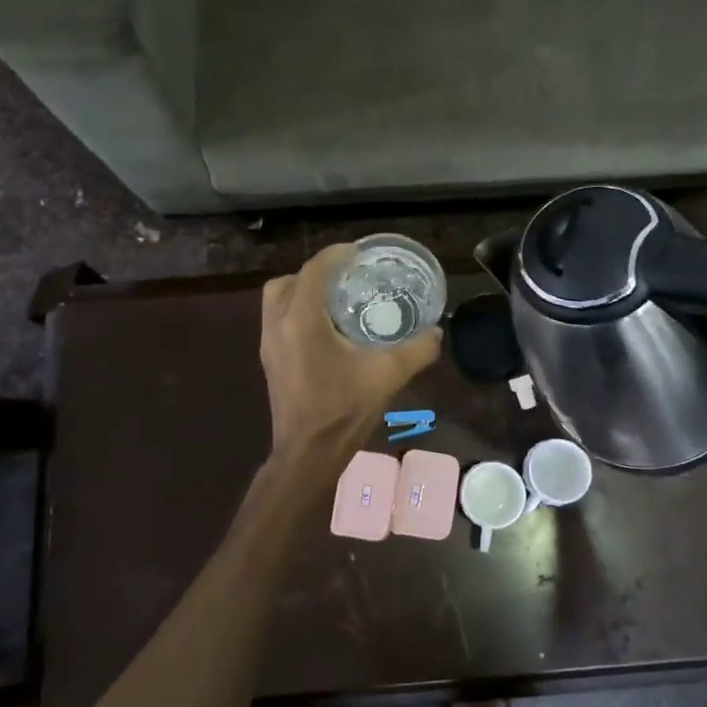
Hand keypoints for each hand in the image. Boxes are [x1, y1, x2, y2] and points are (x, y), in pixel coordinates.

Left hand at [259, 244, 442, 453]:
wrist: (308, 454)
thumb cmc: (343, 410)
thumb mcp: (387, 376)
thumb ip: (417, 349)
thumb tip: (437, 332)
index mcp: (301, 321)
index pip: (313, 271)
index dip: (335, 255)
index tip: (358, 253)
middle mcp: (278, 326)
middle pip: (288, 282)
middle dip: (315, 273)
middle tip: (345, 277)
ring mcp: (269, 345)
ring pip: (277, 301)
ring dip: (302, 292)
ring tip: (336, 300)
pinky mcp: (270, 361)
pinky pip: (278, 321)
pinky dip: (297, 312)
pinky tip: (327, 330)